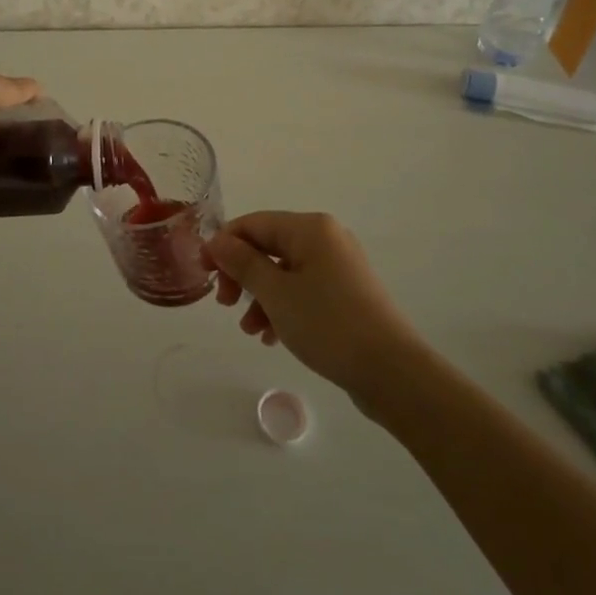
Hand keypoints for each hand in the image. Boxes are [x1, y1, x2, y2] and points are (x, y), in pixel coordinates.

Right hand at [204, 211, 432, 401]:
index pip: (254, 223)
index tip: (203, 273)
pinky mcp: (347, 293)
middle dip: (242, 274)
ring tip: (250, 329)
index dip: (223, 244)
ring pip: (285, 272)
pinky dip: (283, 307)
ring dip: (260, 296)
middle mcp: (326, 238)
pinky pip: (304, 290)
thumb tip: (218, 241)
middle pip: (269, 246)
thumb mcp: (276, 293)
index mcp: (310, 228)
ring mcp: (340, 266)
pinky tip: (273, 337)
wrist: (392, 371)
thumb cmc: (328, 324)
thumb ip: (243, 263)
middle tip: (224, 303)